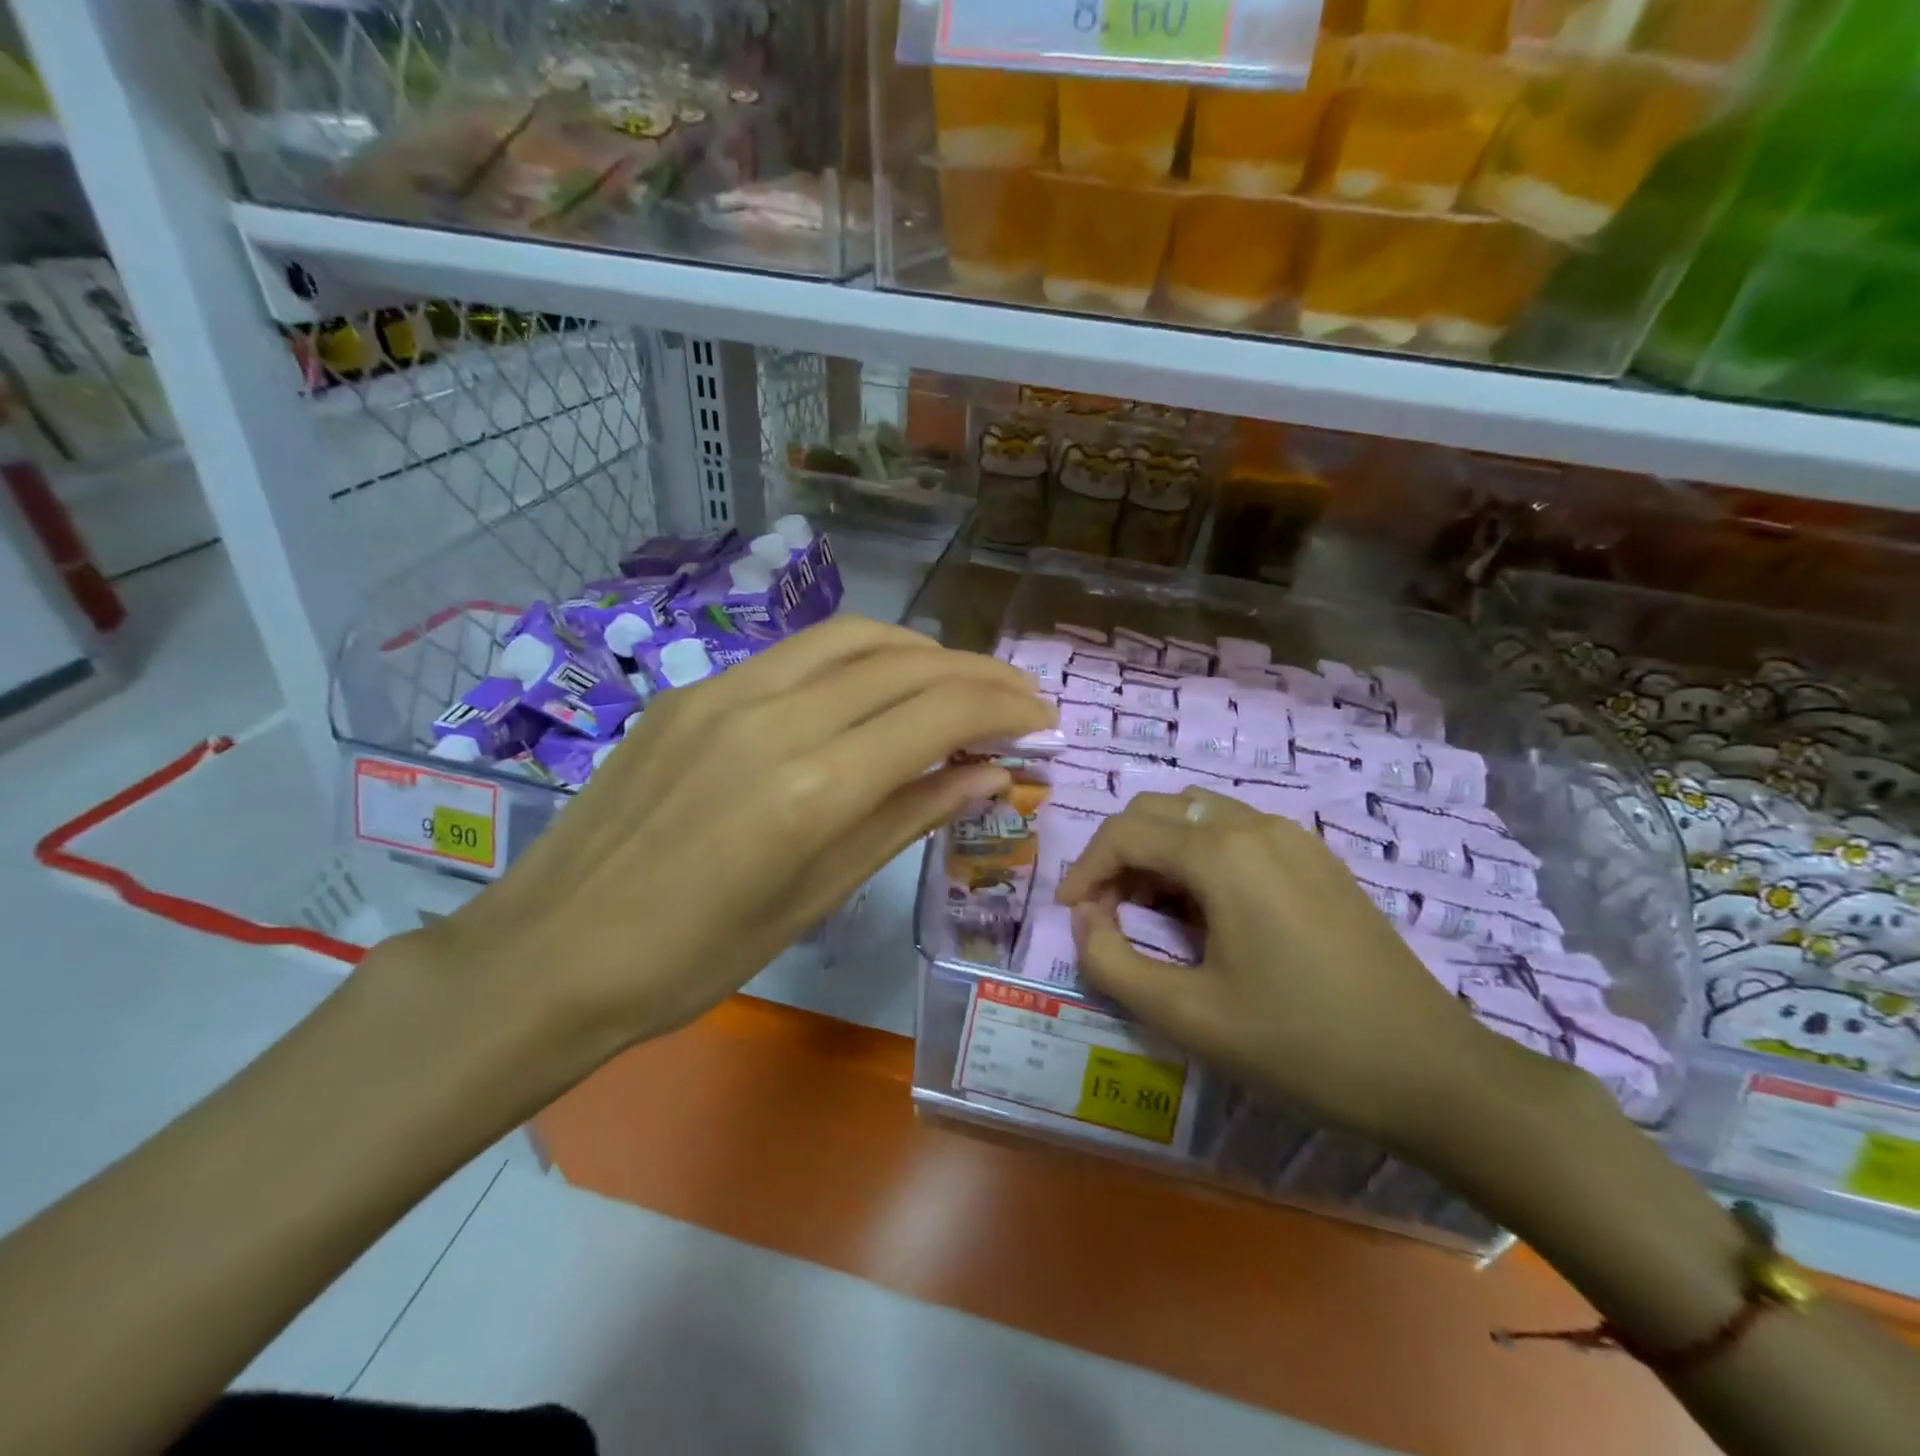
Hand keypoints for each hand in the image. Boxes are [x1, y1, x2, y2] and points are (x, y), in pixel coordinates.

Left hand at [413, 616, 1054, 1065]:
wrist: (553, 951)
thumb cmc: (696, 957)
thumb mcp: (818, 897)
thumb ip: (907, 818)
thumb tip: (988, 777)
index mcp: (813, 787)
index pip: (939, 715)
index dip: (1004, 709)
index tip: (1043, 720)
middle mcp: (776, 717)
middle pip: (906, 663)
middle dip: (978, 674)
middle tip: (1018, 698)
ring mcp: (726, 692)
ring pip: (854, 638)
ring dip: (922, 651)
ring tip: (958, 683)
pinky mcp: (693, 690)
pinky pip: (798, 654)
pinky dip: (858, 658)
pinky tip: (873, 688)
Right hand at [1055, 788, 1524, 1151]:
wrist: (1432, 1072)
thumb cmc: (1301, 1044)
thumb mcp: (1188, 1016)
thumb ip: (1112, 961)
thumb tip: (1085, 917)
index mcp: (1223, 853)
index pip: (1125, 832)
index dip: (1084, 868)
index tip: (1071, 915)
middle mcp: (1256, 825)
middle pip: (1158, 810)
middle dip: (1118, 854)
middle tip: (1106, 913)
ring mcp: (1294, 838)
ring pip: (1198, 815)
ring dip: (1158, 852)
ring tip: (1151, 914)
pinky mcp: (1317, 860)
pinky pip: (1237, 833)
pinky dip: (1199, 857)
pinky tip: (1207, 914)